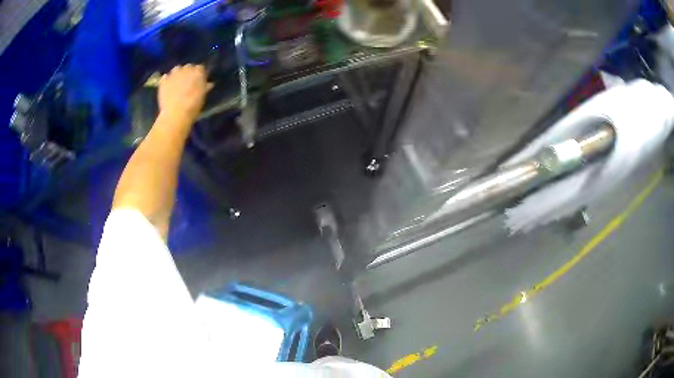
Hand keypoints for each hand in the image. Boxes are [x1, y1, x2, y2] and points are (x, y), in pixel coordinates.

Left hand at [158, 64, 210, 120]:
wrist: (176, 114)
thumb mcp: (202, 96)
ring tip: (177, 83)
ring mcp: (173, 74)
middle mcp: (186, 69)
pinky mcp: (163, 81)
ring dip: (178, 74)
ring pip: (176, 69)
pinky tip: (168, 86)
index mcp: (198, 72)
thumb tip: (208, 83)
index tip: (199, 80)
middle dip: (188, 72)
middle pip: (188, 67)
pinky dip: (167, 80)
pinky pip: (165, 77)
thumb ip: (204, 87)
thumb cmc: (193, 106)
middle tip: (188, 82)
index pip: (200, 68)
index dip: (199, 74)